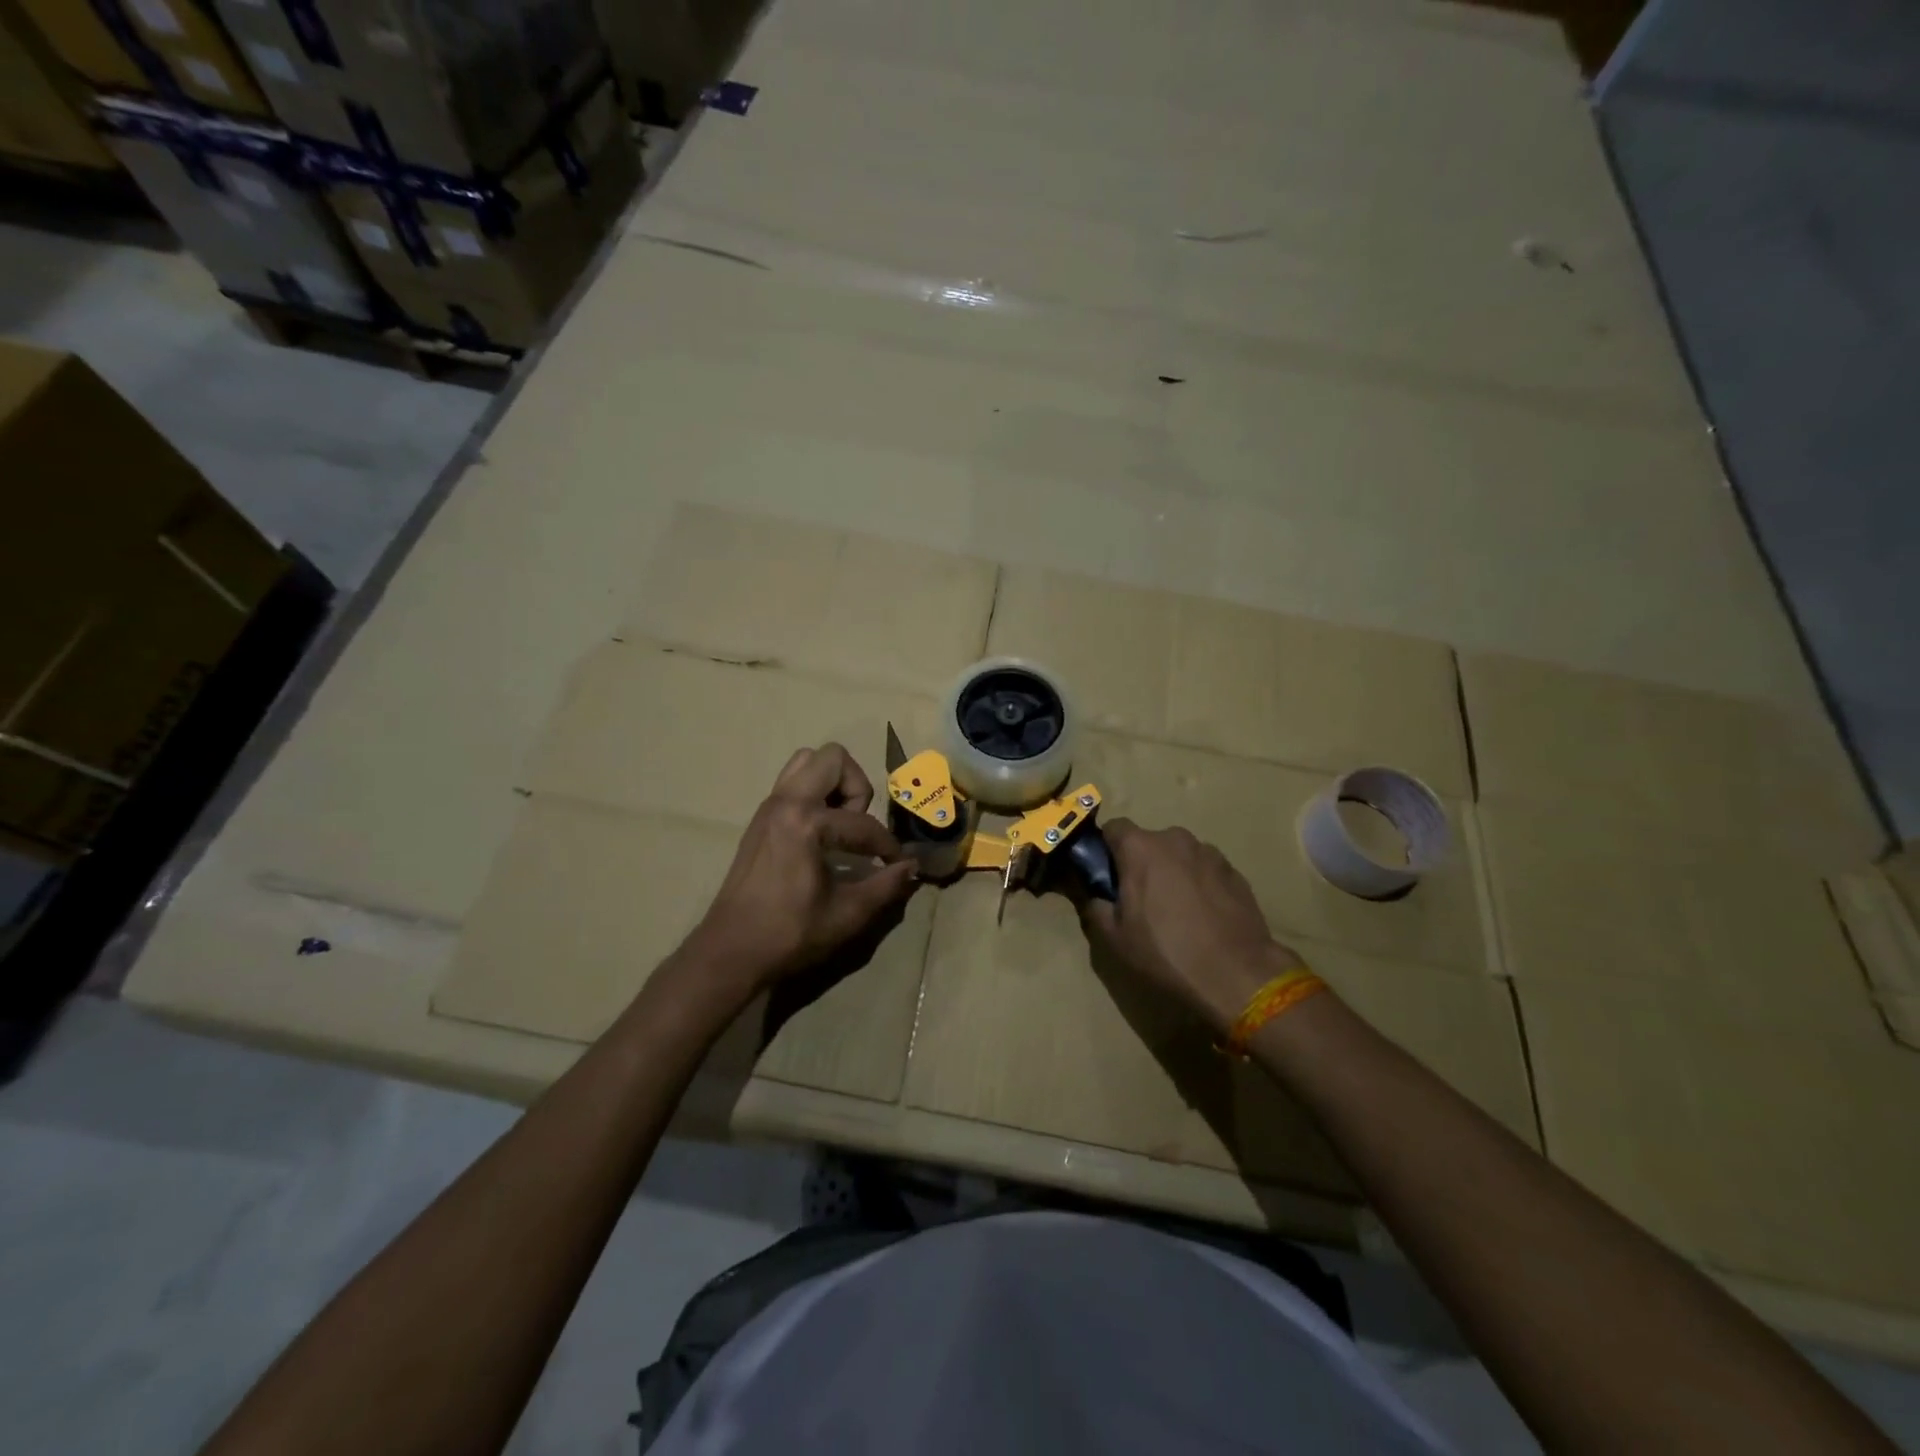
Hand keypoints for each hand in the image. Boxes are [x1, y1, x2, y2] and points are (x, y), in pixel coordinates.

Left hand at [688, 743, 917, 992]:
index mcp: (805, 823)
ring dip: (833, 784)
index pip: (862, 823)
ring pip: (807, 762)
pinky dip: (814, 795)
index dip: (886, 846)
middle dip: (856, 787)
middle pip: (833, 759)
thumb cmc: (789, 934)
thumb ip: (886, 886)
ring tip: (840, 824)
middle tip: (858, 826)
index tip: (896, 865)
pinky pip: (793, 783)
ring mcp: (769, 806)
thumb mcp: (847, 914)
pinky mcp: (761, 817)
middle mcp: (785, 802)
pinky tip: (821, 836)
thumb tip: (913, 866)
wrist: (730, 951)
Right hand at [1080, 819, 1304, 1034]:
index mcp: (1140, 848)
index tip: (1107, 875)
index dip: (1106, 849)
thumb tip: (1093, 893)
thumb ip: (1095, 905)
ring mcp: (1209, 853)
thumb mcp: (1114, 937)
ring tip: (1177, 910)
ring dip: (1172, 872)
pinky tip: (1203, 916)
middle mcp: (1175, 839)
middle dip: (1141, 863)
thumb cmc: (1166, 952)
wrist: (1236, 973)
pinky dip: (1199, 883)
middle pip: (1148, 842)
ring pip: (1179, 855)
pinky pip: (1205, 869)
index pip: (1113, 827)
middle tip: (1141, 900)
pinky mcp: (1234, 871)